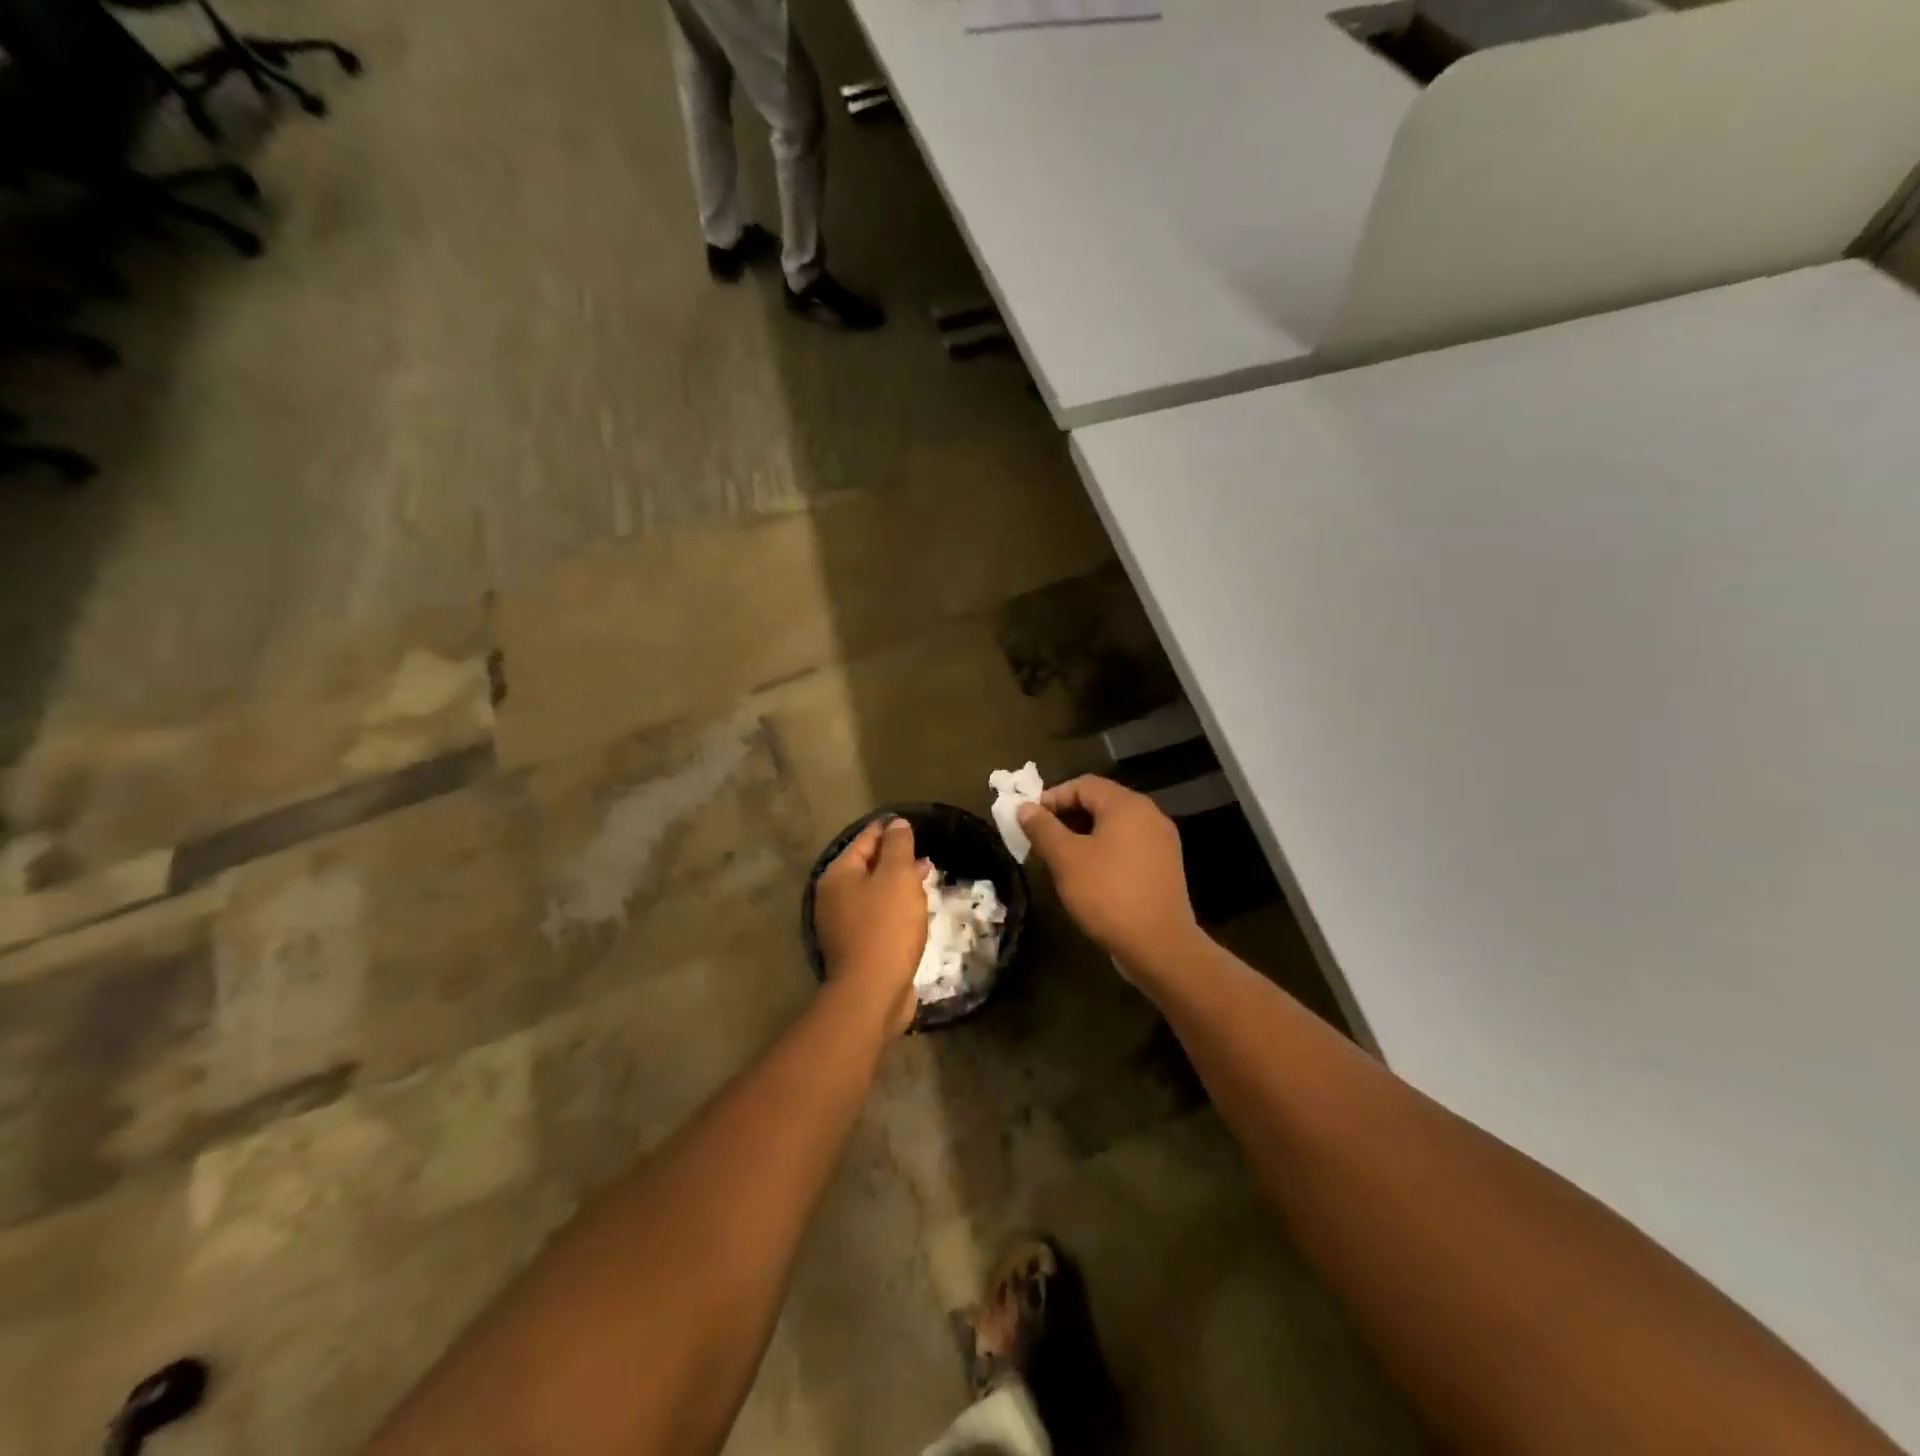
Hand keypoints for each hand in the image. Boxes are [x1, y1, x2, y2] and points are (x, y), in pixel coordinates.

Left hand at [813, 816, 926, 1035]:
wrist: (873, 992)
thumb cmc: (886, 927)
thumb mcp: (897, 877)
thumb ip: (898, 846)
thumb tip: (896, 823)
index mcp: (838, 874)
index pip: (866, 839)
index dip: (889, 829)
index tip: (911, 824)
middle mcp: (833, 897)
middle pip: (867, 866)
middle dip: (895, 858)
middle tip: (924, 854)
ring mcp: (842, 924)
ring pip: (873, 893)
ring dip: (897, 884)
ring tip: (925, 879)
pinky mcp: (856, 947)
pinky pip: (877, 916)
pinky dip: (894, 907)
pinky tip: (915, 910)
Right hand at [1017, 776, 1198, 971]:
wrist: (1160, 945)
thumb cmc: (1108, 893)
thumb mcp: (1066, 859)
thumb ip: (1043, 828)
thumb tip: (1024, 807)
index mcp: (1127, 805)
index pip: (1083, 784)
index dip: (1052, 797)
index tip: (1030, 820)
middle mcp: (1150, 814)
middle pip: (1101, 802)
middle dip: (1067, 817)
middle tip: (1041, 840)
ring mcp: (1162, 841)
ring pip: (1114, 826)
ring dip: (1084, 835)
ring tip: (1060, 859)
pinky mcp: (1166, 866)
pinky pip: (1129, 846)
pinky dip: (1105, 851)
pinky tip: (1089, 875)